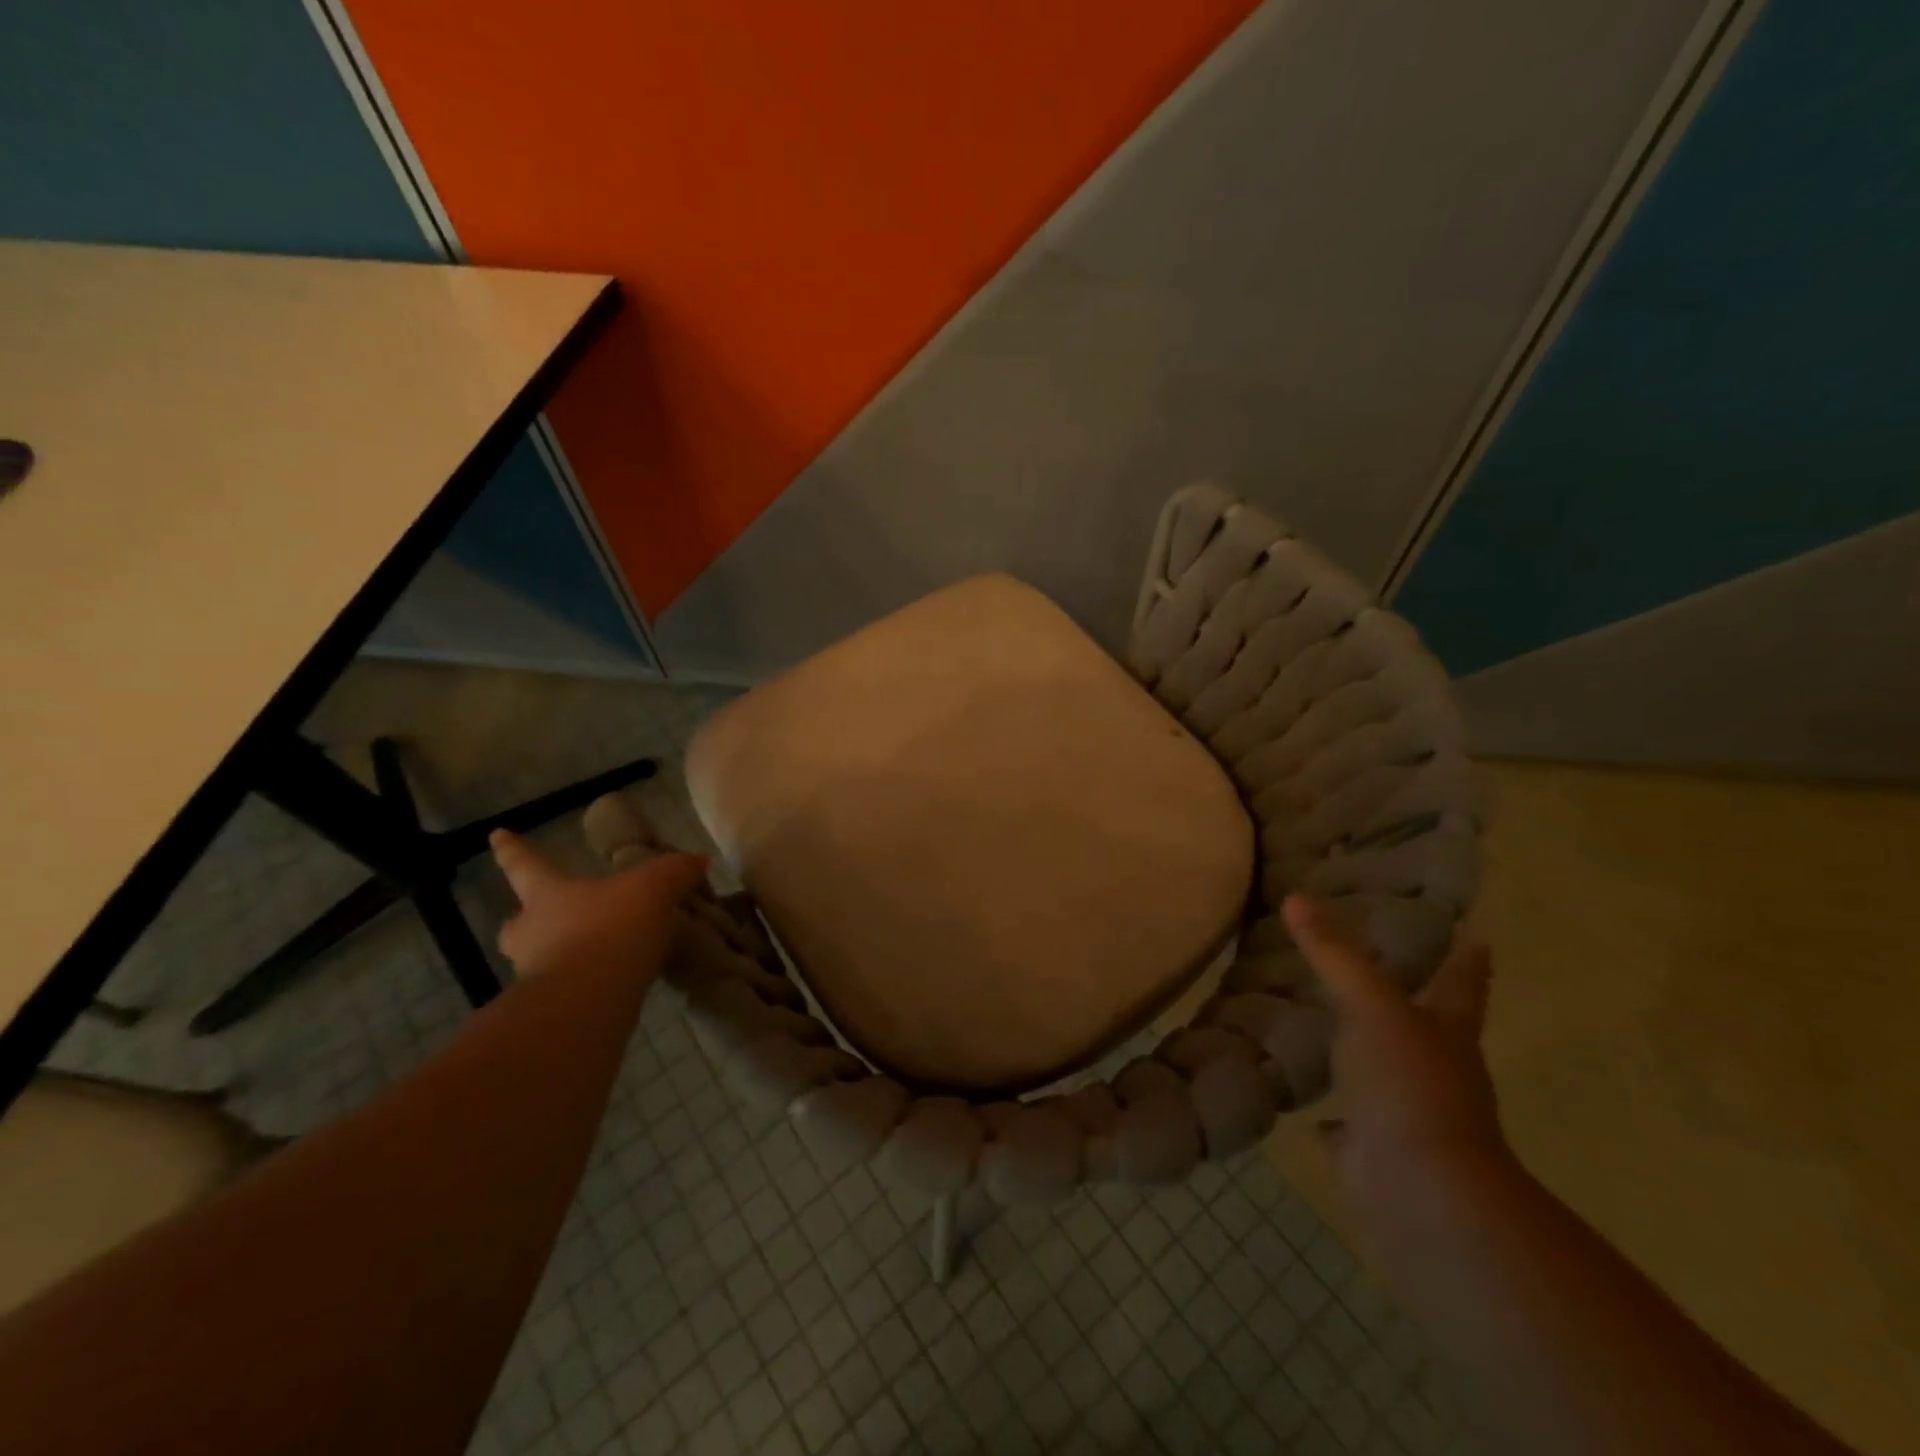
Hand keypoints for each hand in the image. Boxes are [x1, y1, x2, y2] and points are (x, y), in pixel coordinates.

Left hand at [490, 830, 706, 981]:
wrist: (591, 1001)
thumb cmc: (611, 928)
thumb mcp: (654, 887)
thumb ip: (675, 870)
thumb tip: (698, 859)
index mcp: (547, 896)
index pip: (524, 865)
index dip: (512, 850)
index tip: (495, 835)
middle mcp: (532, 933)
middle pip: (517, 924)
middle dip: (528, 920)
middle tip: (546, 919)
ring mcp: (538, 975)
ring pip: (539, 960)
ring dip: (560, 955)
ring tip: (597, 954)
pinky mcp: (556, 1009)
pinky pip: (569, 989)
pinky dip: (588, 984)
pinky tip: (615, 982)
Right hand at [1283, 894, 1507, 1215]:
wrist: (1420, 1190)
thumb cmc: (1409, 1084)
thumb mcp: (1369, 1005)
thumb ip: (1333, 954)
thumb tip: (1295, 897)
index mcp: (1447, 1033)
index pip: (1461, 984)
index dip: (1467, 960)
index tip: (1475, 935)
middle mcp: (1435, 1072)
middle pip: (1426, 1028)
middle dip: (1410, 1003)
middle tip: (1377, 970)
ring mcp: (1408, 1115)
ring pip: (1384, 1075)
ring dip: (1364, 1057)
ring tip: (1328, 1029)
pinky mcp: (1375, 1153)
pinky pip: (1348, 1128)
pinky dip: (1333, 1120)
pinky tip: (1310, 1109)